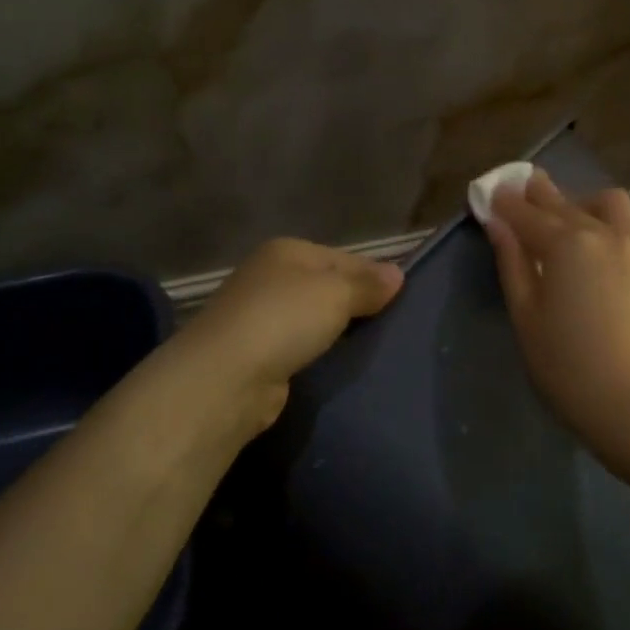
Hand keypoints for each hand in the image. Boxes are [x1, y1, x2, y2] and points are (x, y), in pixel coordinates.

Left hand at [169, 238, 403, 437]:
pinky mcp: (257, 353)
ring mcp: (259, 316)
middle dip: (356, 303)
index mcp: (287, 251)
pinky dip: (318, 353)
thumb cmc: (284, 320)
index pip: (344, 257)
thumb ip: (368, 284)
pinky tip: (338, 364)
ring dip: (337, 330)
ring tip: (372, 346)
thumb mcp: (336, 293)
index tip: (403, 298)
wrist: (225, 378)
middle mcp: (270, 277)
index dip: (374, 275)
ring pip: (313, 317)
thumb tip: (397, 274)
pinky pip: (300, 346)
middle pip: (327, 286)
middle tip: (392, 324)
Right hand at [485, 169, 629, 451]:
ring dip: (579, 201)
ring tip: (563, 219)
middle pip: (563, 202)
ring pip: (605, 204)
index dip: (504, 202)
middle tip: (517, 191)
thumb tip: (497, 223)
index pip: (526, 213)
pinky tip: (591, 245)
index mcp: (566, 244)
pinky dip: (602, 221)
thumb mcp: (525, 315)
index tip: (489, 192)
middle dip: (537, 194)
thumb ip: (512, 262)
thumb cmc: (566, 366)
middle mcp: (602, 233)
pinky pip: (624, 226)